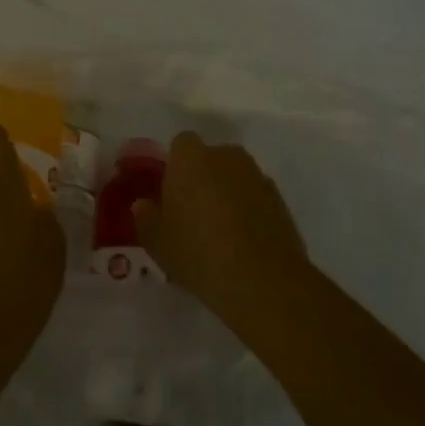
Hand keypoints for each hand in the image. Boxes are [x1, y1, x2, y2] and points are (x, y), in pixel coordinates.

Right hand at [135, 132, 309, 336]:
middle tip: (192, 214)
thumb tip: (144, 205)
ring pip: (234, 178)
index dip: (175, 167)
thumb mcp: (157, 242)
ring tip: (219, 233)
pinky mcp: (280, 201)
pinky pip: (255, 198)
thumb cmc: (199, 252)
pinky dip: (248, 212)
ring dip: (226, 195)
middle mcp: (226, 156)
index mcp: (191, 157)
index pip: (180, 145)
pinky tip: (242, 244)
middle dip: (202, 178)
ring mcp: (257, 176)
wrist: (264, 280)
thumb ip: (146, 218)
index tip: (170, 195)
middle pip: (210, 159)